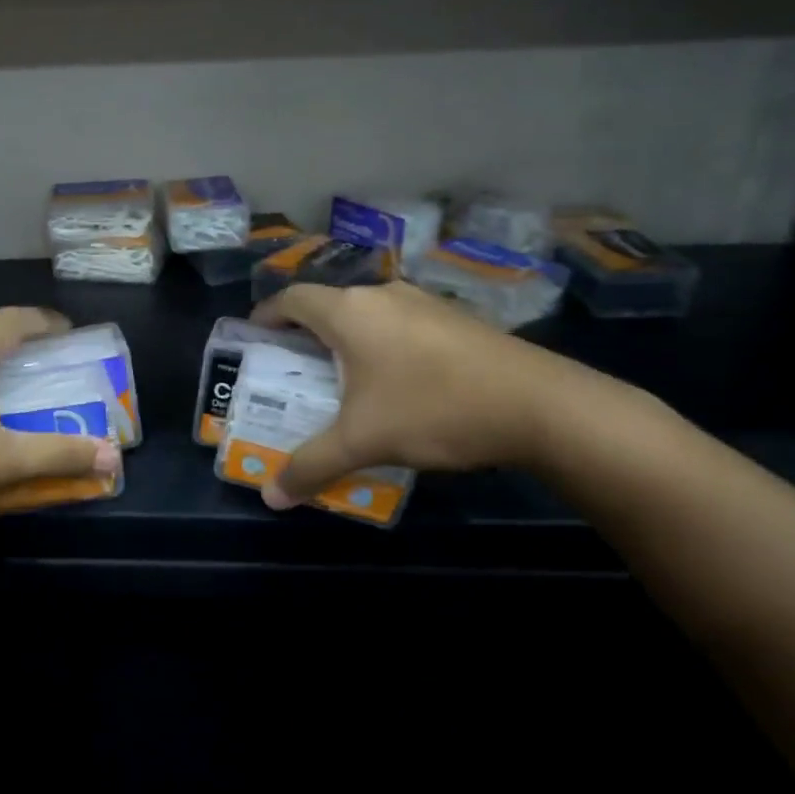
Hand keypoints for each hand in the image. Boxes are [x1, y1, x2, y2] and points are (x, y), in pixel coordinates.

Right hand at [250, 280, 598, 507]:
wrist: (539, 404)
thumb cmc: (433, 409)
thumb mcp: (363, 441)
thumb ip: (311, 465)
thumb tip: (270, 497)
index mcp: (350, 312)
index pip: (293, 298)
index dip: (268, 315)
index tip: (255, 337)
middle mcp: (383, 296)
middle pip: (329, 306)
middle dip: (306, 335)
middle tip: (294, 370)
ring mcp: (425, 303)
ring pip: (368, 315)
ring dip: (348, 341)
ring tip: (342, 380)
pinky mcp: (456, 320)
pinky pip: (401, 325)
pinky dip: (383, 346)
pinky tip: (397, 383)